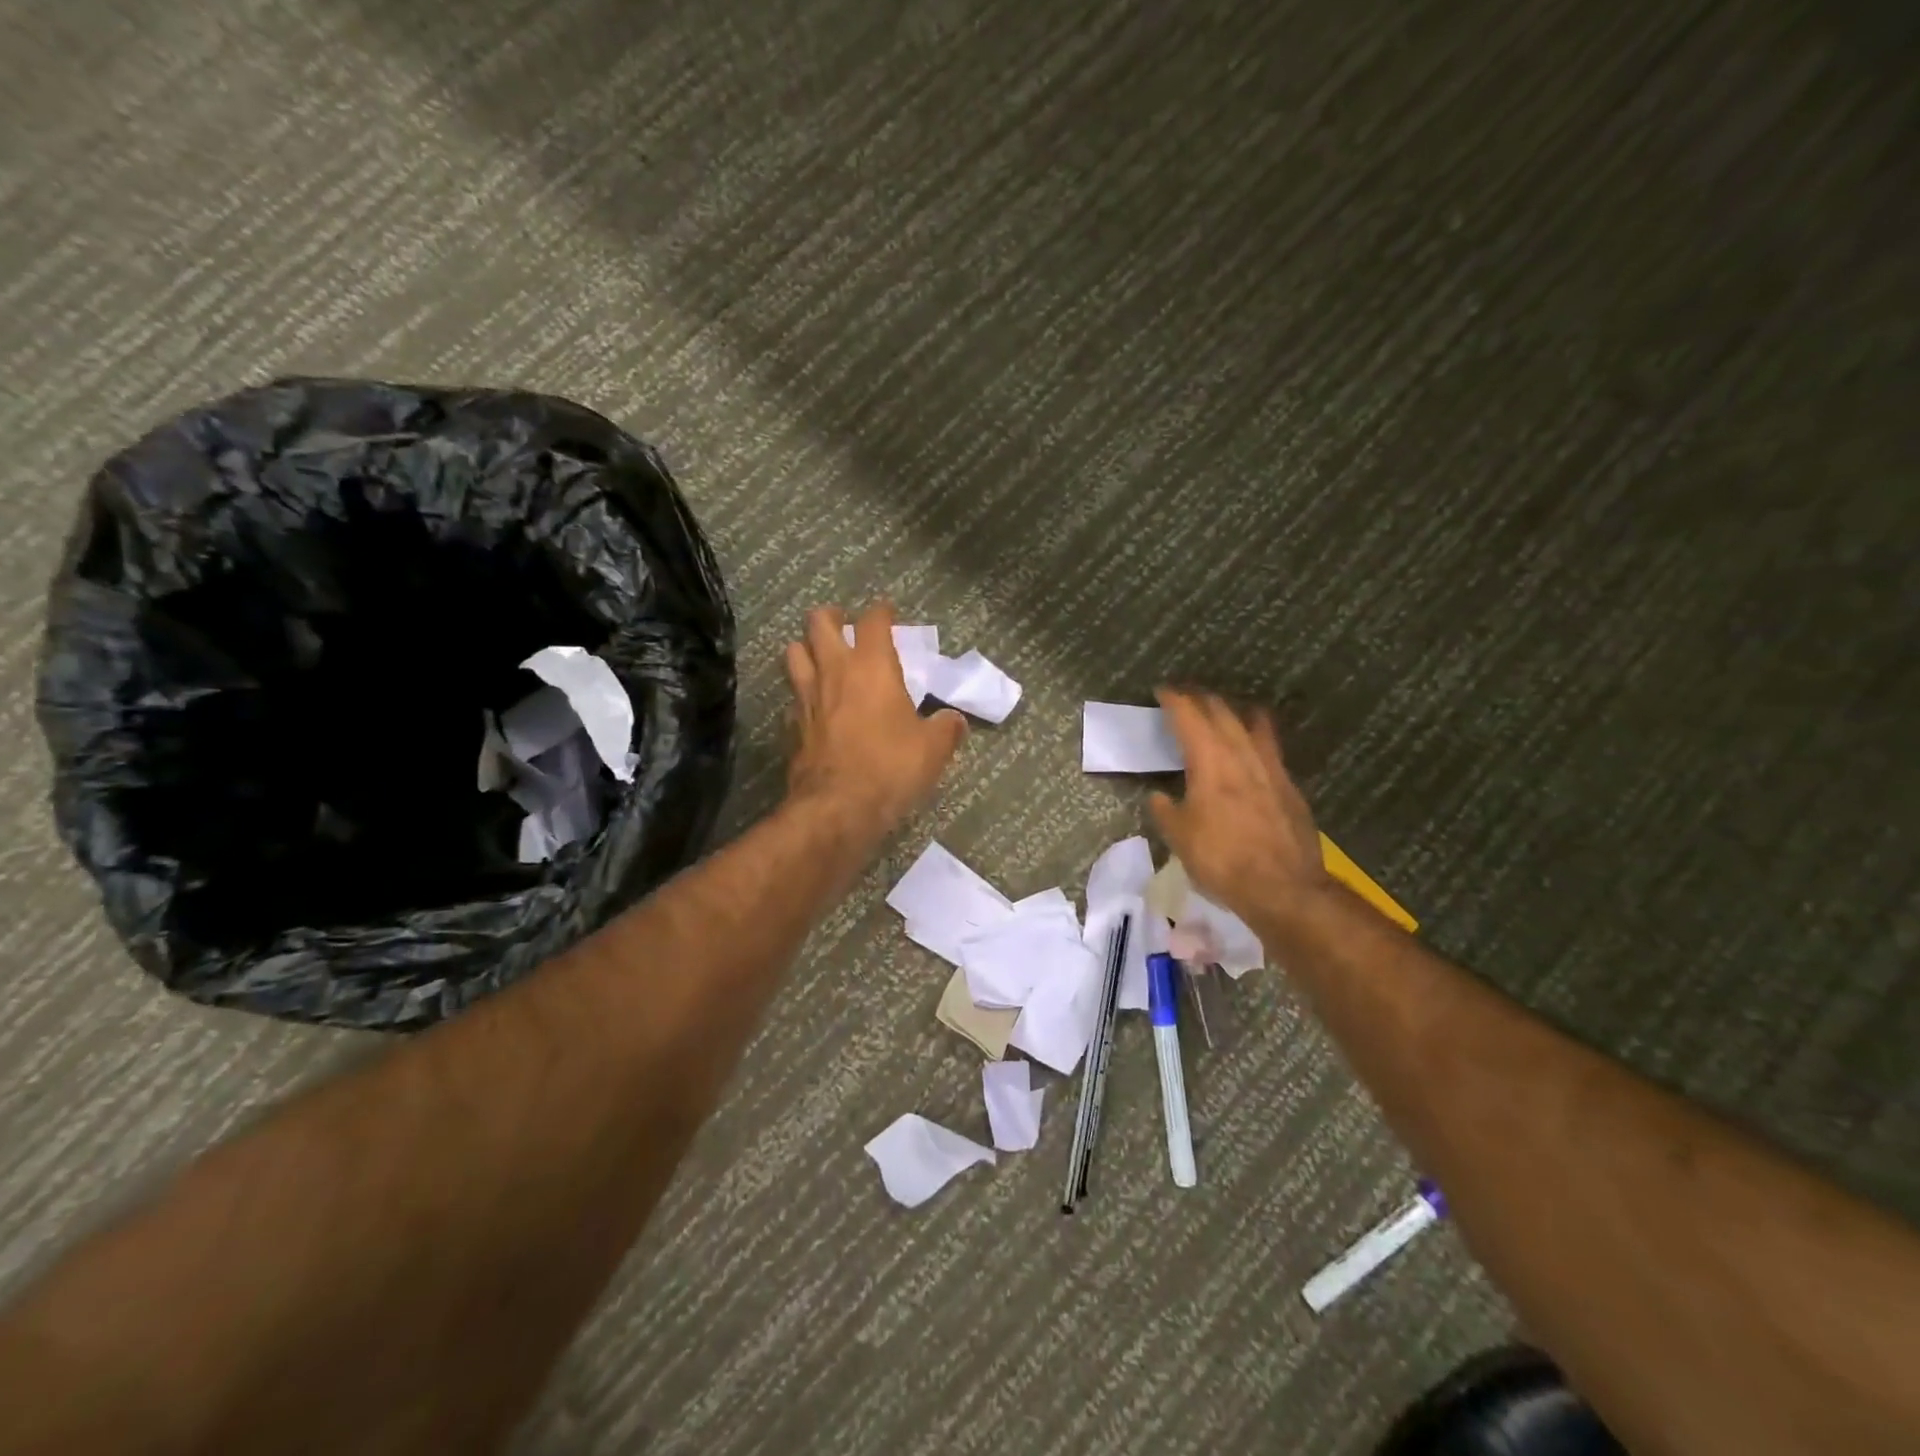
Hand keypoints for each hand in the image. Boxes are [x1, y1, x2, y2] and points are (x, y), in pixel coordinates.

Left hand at [784, 602, 966, 831]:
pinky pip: (792, 695)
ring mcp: (806, 696)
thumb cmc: (890, 767)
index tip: (887, 612)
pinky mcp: (791, 724)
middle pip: (818, 623)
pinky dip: (801, 693)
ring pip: (794, 652)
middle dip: (831, 616)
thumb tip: (954, 720)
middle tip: (844, 624)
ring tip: (820, 656)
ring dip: (806, 647)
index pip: (873, 621)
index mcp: (872, 667)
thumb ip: (946, 728)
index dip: (881, 611)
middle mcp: (834, 671)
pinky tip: (813, 705)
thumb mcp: (932, 749)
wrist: (837, 807)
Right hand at [1149, 689, 1331, 930]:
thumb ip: (1165, 810)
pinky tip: (1250, 751)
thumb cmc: (1222, 859)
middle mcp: (1242, 753)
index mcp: (1210, 760)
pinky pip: (1270, 747)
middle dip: (1201, 698)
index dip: (1174, 699)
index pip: (1190, 715)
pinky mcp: (1290, 785)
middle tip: (1186, 697)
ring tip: (1223, 712)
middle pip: (1222, 711)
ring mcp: (1272, 767)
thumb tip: (1159, 797)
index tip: (1162, 691)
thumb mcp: (1179, 837)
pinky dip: (1254, 737)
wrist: (1283, 887)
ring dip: (1233, 711)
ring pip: (1253, 722)